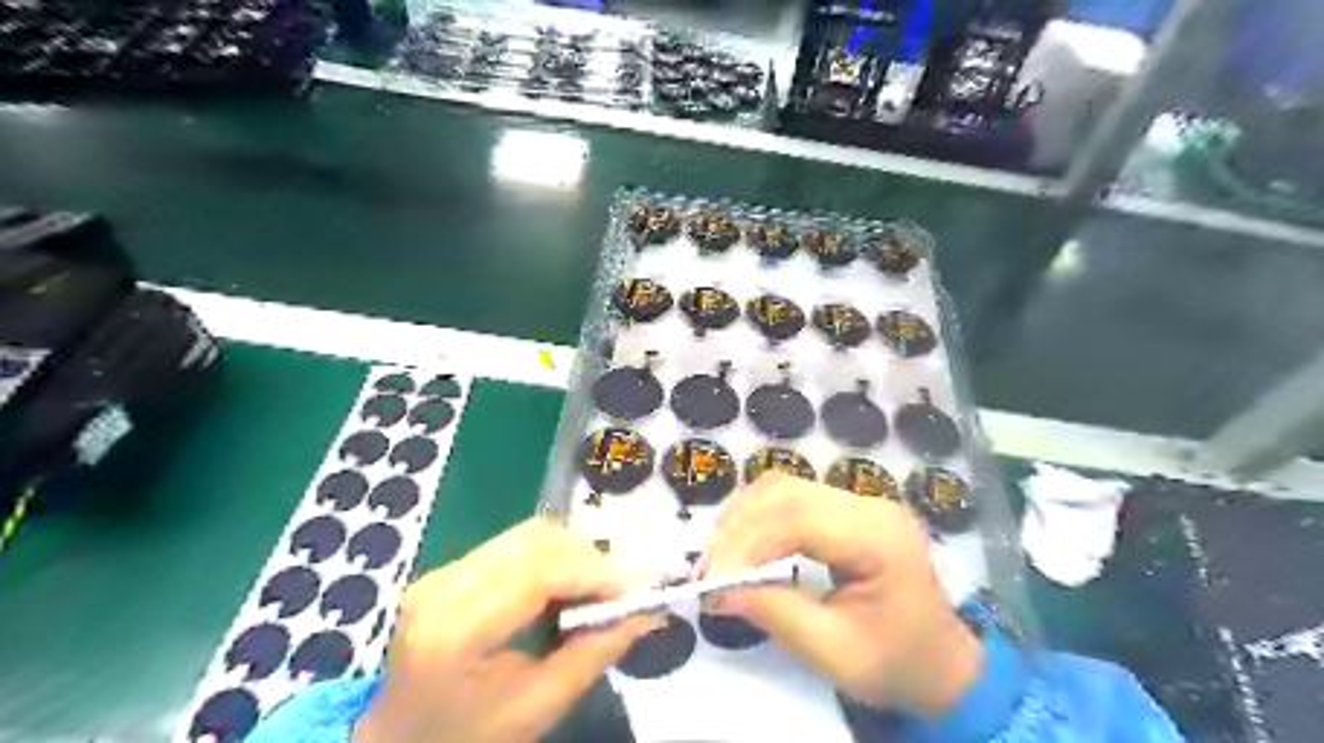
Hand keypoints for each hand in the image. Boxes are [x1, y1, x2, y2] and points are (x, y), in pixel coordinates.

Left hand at [354, 517, 659, 741]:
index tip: (636, 590)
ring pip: (526, 535)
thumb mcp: (534, 709)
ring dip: (571, 554)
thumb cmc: (462, 740)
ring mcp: (439, 572)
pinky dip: (550, 557)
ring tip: (595, 589)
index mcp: (453, 631)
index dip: (594, 572)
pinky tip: (563, 586)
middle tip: (621, 591)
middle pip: (534, 541)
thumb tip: (645, 613)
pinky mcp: (446, 569)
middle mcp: (441, 586)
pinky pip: (513, 545)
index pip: (536, 573)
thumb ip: (591, 655)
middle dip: (589, 558)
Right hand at [703, 477, 979, 719]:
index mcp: (878, 538)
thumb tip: (717, 591)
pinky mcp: (847, 509)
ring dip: (743, 516)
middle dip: (738, 528)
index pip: (798, 519)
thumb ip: (776, 614)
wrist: (943, 663)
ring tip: (719, 556)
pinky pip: (792, 496)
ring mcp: (860, 502)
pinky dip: (758, 514)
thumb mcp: (835, 652)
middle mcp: (869, 505)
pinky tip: (742, 540)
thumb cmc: (896, 663)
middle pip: (786, 493)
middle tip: (708, 569)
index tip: (712, 579)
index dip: (747, 543)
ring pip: (784, 487)